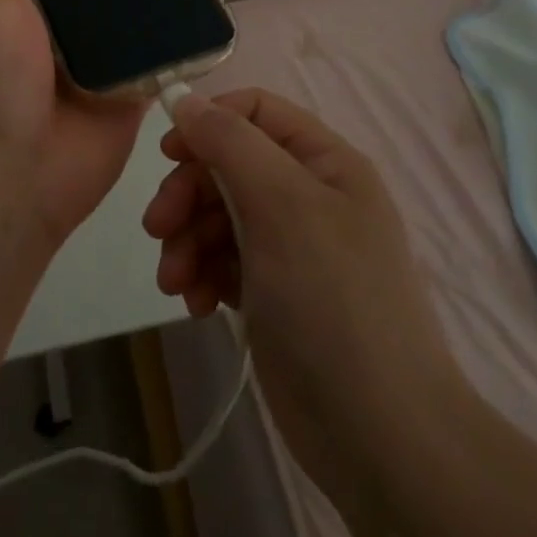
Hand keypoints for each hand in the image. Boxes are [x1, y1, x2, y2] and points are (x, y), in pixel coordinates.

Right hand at [143, 90, 462, 507]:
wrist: (380, 438)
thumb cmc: (332, 299)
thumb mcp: (282, 203)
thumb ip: (230, 141)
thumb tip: (184, 99)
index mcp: (324, 161)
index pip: (255, 111)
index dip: (208, 121)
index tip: (168, 154)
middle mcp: (308, 194)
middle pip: (228, 165)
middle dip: (188, 194)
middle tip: (157, 228)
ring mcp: (291, 246)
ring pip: (219, 214)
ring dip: (188, 239)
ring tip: (175, 281)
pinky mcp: (274, 292)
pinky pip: (224, 260)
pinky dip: (203, 274)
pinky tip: (196, 304)